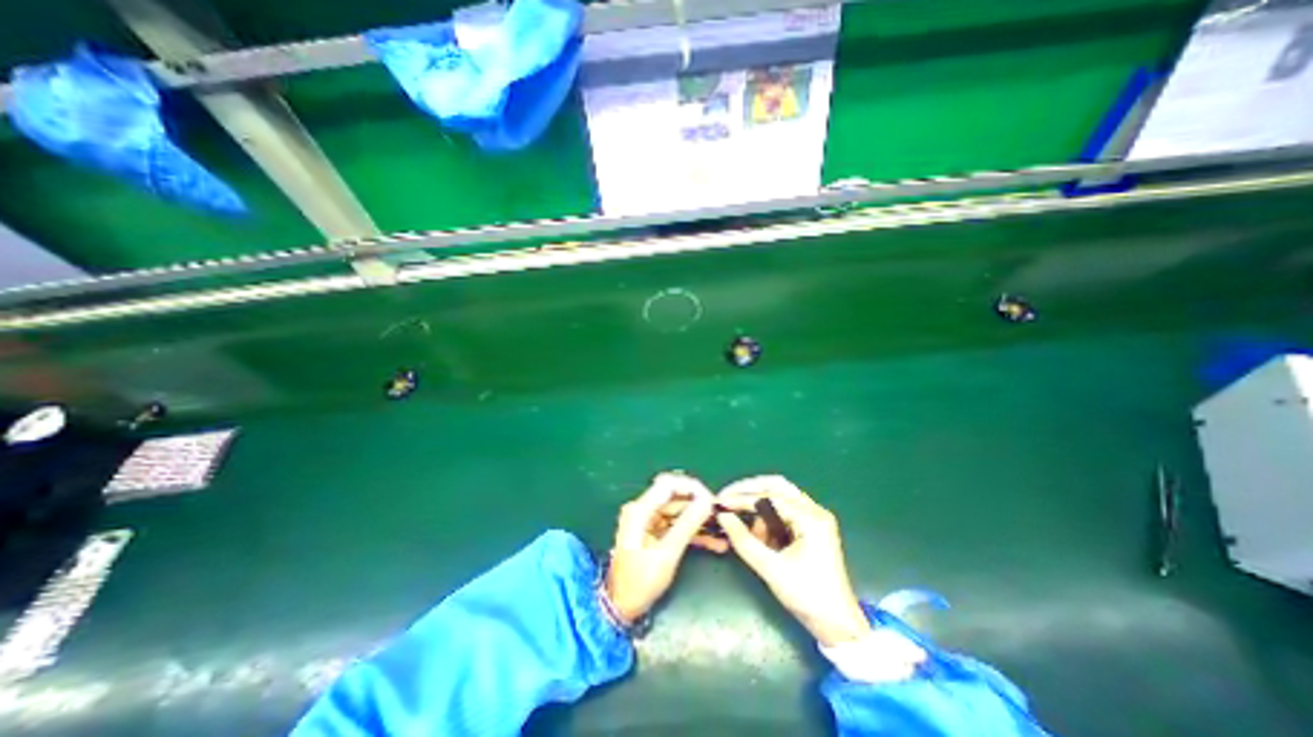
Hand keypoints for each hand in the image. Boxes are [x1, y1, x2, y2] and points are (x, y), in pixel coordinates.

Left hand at [605, 473, 726, 621]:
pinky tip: (715, 543)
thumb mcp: (666, 555)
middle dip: (699, 505)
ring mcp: (649, 521)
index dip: (692, 488)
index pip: (668, 484)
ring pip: (680, 512)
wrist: (621, 609)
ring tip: (723, 532)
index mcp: (640, 510)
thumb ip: (687, 525)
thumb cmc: (639, 583)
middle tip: (722, 516)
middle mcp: (643, 510)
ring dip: (700, 521)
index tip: (712, 499)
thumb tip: (706, 501)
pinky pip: (678, 526)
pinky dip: (694, 533)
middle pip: (676, 497)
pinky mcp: (655, 533)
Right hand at [713, 478, 869, 643]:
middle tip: (727, 498)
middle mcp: (815, 511)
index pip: (770, 496)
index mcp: (811, 519)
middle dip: (749, 490)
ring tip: (746, 528)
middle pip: (777, 486)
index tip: (721, 502)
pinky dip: (767, 519)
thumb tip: (722, 517)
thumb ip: (743, 540)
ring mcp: (814, 518)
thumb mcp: (771, 569)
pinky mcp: (810, 527)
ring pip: (779, 497)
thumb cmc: (807, 597)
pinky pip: (783, 512)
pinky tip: (759, 535)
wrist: (838, 625)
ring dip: (759, 508)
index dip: (742, 497)